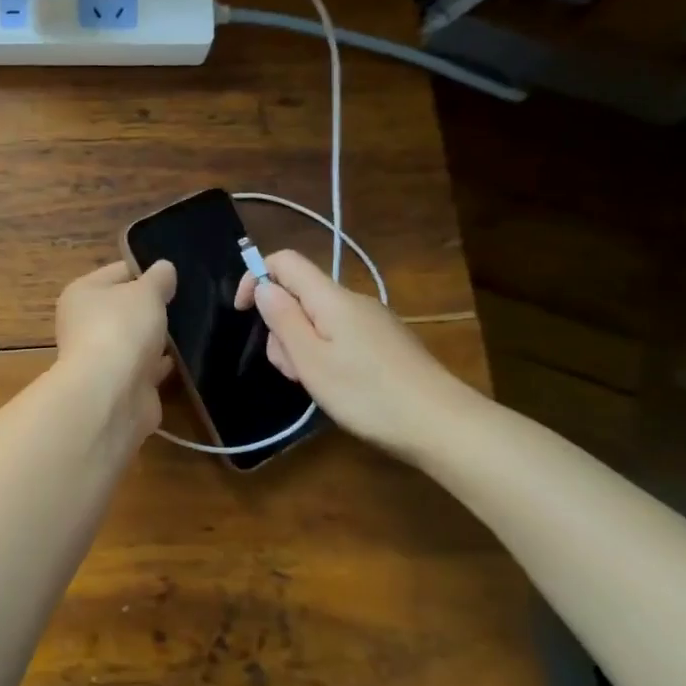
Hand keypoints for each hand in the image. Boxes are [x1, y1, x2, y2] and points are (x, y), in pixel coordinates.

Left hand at [53, 260, 176, 445]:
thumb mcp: (145, 292)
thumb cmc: (121, 328)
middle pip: (125, 308)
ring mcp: (101, 358)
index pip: (117, 272)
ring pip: (135, 340)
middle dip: (153, 307)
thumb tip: (164, 268)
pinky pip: (145, 369)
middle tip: (189, 302)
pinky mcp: (119, 386)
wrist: (112, 393)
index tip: (176, 276)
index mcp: (82, 294)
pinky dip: (161, 365)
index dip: (146, 271)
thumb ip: (158, 279)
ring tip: (193, 328)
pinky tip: (186, 359)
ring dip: (157, 338)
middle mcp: (85, 324)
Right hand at [234, 249, 478, 461]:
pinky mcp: (385, 342)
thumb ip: (283, 319)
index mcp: (331, 298)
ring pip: (317, 320)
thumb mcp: (311, 360)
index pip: (284, 261)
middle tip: (291, 369)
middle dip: (281, 326)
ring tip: (315, 383)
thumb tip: (264, 286)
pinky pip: (339, 335)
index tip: (242, 313)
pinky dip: (324, 354)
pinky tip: (338, 387)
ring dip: (301, 346)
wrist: (442, 424)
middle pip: (299, 295)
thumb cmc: (367, 393)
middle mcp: (353, 300)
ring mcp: (372, 321)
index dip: (255, 277)